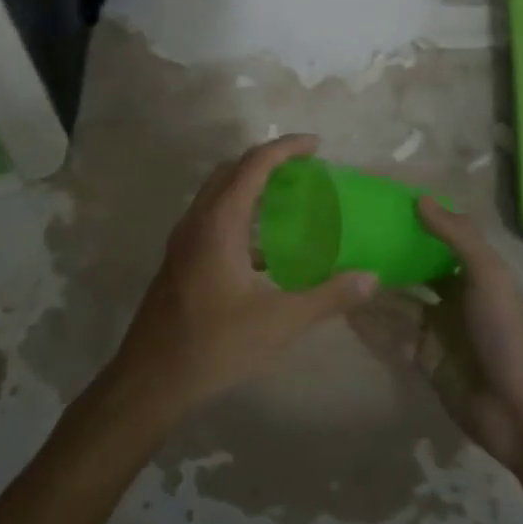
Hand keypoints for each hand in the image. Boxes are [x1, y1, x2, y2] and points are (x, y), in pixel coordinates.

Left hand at [108, 135, 379, 421]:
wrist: (151, 378)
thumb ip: (328, 297)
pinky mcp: (181, 258)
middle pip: (232, 170)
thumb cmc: (215, 344)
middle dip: (268, 161)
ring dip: (251, 185)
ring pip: (219, 193)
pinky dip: (240, 213)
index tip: (316, 145)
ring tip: (289, 199)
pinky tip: (264, 247)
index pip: (254, 164)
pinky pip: (213, 217)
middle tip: (305, 169)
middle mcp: (198, 219)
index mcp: (220, 222)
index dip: (286, 148)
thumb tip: (371, 278)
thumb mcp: (280, 322)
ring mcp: (184, 239)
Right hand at [349, 198, 522, 473]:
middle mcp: (454, 299)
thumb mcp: (488, 276)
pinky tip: (343, 309)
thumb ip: (457, 236)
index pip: (438, 242)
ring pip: (398, 304)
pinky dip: (371, 324)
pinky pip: (392, 336)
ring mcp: (438, 331)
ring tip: (334, 271)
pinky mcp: (424, 360)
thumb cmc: (507, 333)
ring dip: (373, 290)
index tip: (377, 208)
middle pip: (414, 272)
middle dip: (386, 258)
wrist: (521, 412)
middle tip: (345, 240)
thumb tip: (420, 199)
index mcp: (474, 275)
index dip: (412, 226)